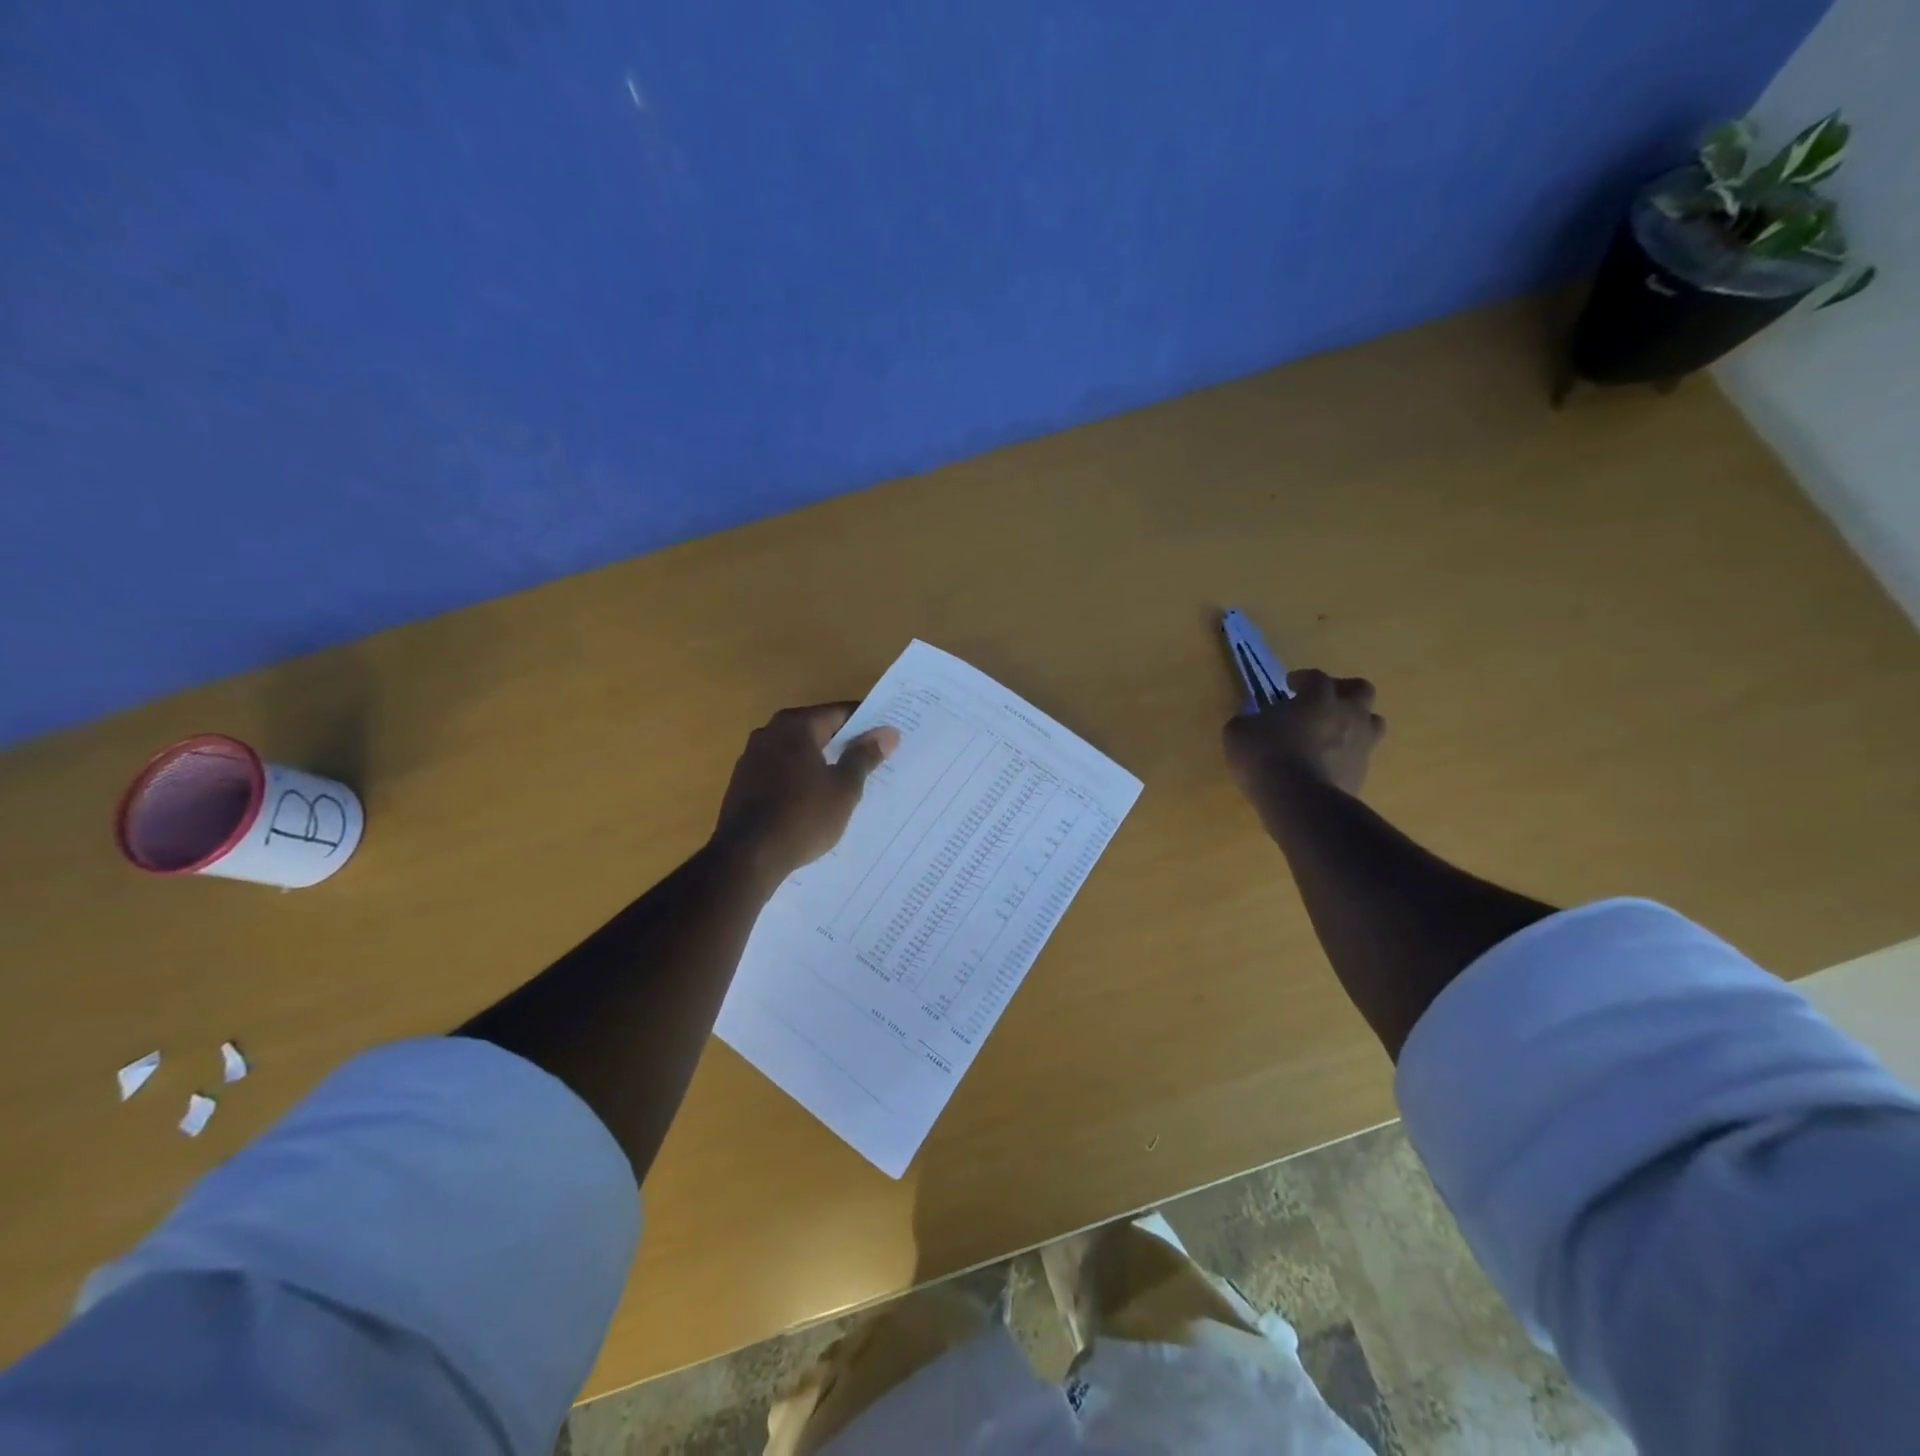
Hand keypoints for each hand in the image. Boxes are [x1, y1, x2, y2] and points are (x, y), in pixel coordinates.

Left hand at [712, 703, 899, 881]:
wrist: (747, 857)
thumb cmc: (803, 816)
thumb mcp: (843, 788)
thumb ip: (864, 756)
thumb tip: (887, 732)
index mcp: (796, 726)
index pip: (839, 713)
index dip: (866, 723)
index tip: (886, 737)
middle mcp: (769, 732)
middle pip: (816, 730)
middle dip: (843, 743)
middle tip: (872, 758)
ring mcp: (751, 758)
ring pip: (797, 752)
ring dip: (820, 762)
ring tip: (846, 781)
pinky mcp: (742, 783)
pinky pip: (780, 771)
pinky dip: (800, 778)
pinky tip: (814, 799)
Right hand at [1222, 669, 1384, 803]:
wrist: (1298, 802)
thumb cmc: (1266, 756)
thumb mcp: (1238, 732)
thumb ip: (1248, 722)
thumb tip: (1252, 724)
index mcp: (1318, 697)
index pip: (1315, 677)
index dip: (1302, 679)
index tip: (1289, 685)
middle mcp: (1348, 714)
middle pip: (1361, 690)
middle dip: (1343, 691)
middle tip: (1322, 702)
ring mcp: (1361, 745)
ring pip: (1372, 723)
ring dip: (1355, 722)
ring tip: (1332, 733)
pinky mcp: (1362, 774)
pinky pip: (1359, 756)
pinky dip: (1346, 755)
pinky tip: (1325, 764)